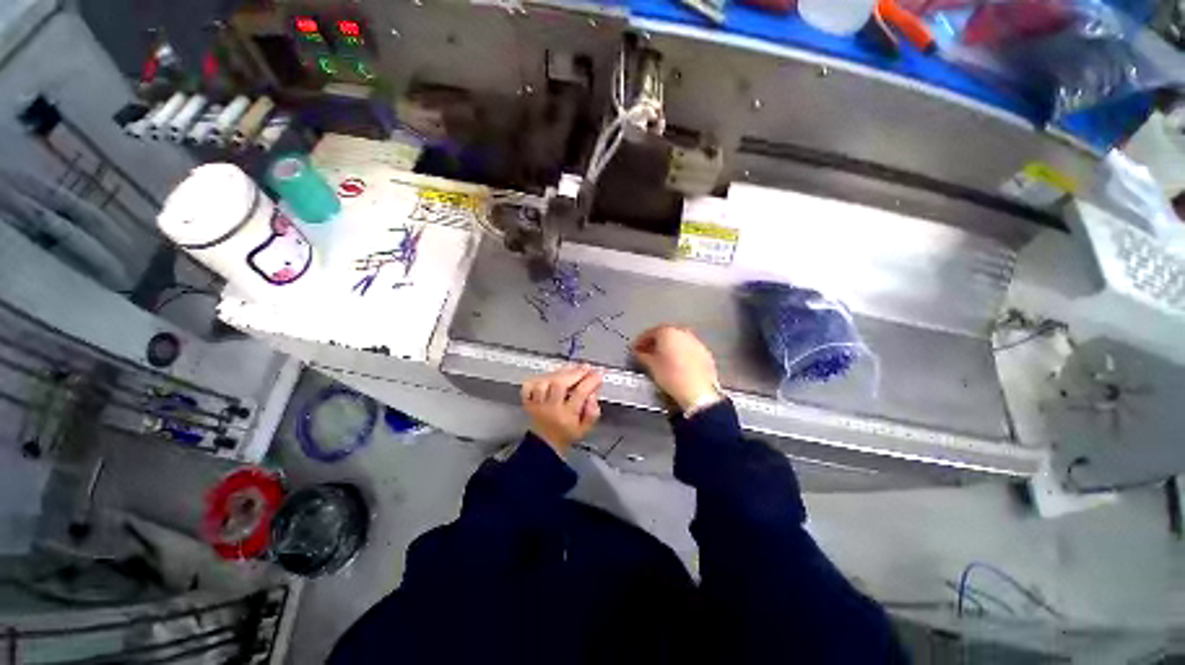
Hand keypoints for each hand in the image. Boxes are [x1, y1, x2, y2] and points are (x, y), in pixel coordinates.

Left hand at [521, 365, 602, 454]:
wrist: (545, 445)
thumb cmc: (566, 434)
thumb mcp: (585, 429)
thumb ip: (592, 412)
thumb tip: (593, 395)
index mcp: (566, 416)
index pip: (580, 394)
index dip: (590, 381)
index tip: (598, 374)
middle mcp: (550, 408)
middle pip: (559, 384)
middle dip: (574, 373)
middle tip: (585, 367)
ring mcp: (537, 404)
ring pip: (544, 382)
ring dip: (558, 373)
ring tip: (570, 369)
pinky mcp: (528, 401)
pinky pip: (529, 385)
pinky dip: (538, 378)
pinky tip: (550, 376)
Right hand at [632, 325, 720, 410]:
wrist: (698, 391)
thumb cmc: (672, 377)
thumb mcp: (651, 366)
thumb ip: (642, 356)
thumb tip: (640, 354)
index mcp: (667, 332)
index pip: (649, 332)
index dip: (640, 341)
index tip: (636, 348)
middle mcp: (682, 333)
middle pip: (665, 334)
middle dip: (655, 343)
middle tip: (647, 352)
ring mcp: (696, 342)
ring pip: (678, 341)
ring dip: (669, 348)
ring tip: (661, 360)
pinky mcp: (705, 353)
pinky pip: (688, 350)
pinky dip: (680, 354)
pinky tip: (676, 365)